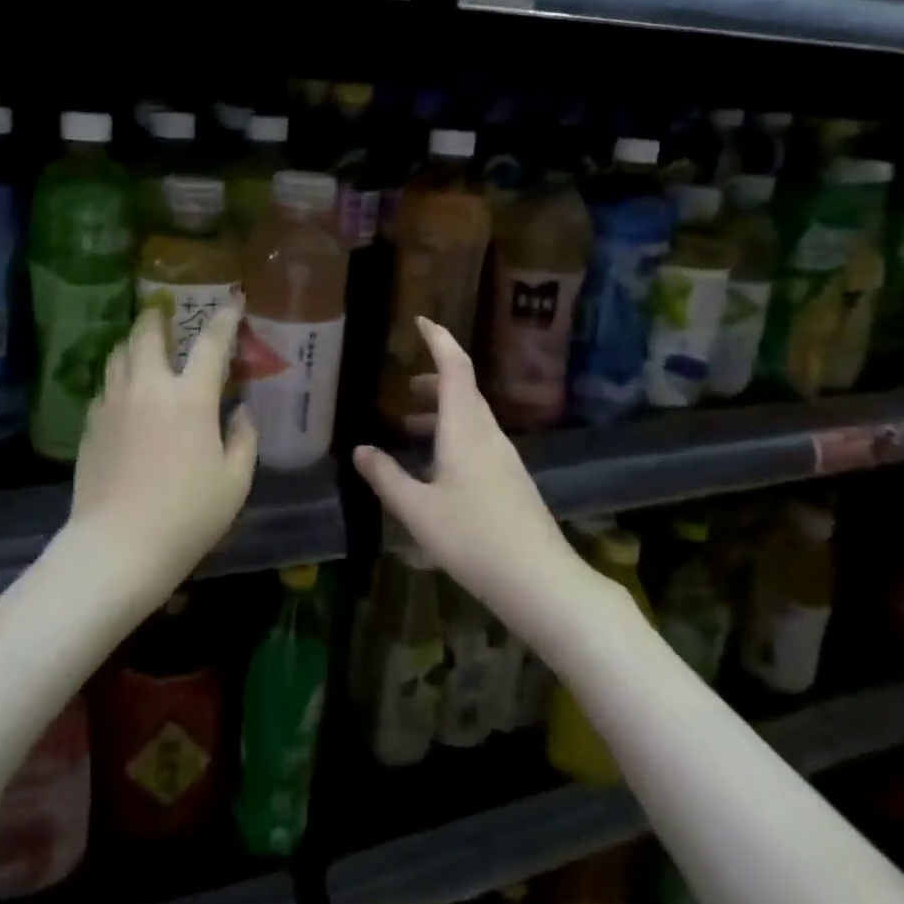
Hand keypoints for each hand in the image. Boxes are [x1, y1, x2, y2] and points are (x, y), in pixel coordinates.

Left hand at [69, 303, 257, 598]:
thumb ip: (244, 440)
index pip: (211, 344)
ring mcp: (114, 402)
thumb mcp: (234, 483)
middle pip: (147, 334)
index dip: (225, 318)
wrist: (118, 546)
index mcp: (191, 398)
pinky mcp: (91, 423)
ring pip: (118, 355)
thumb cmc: (187, 516)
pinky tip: (124, 395)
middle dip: (157, 317)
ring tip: (142, 348)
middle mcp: (149, 387)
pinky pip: (105, 386)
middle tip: (163, 314)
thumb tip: (243, 412)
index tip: (233, 299)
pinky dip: (117, 378)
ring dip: (133, 344)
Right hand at [353, 317, 580, 620]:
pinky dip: (452, 437)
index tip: (422, 321)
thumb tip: (360, 450)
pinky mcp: (511, 482)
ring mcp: (504, 459)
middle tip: (402, 389)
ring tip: (409, 429)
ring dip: (440, 413)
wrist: (542, 582)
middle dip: (432, 381)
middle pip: (463, 391)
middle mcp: (488, 435)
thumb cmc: (474, 538)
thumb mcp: (417, 510)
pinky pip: (477, 441)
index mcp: (465, 429)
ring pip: (470, 418)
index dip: (439, 340)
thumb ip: (386, 477)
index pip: (455, 368)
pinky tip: (435, 469)